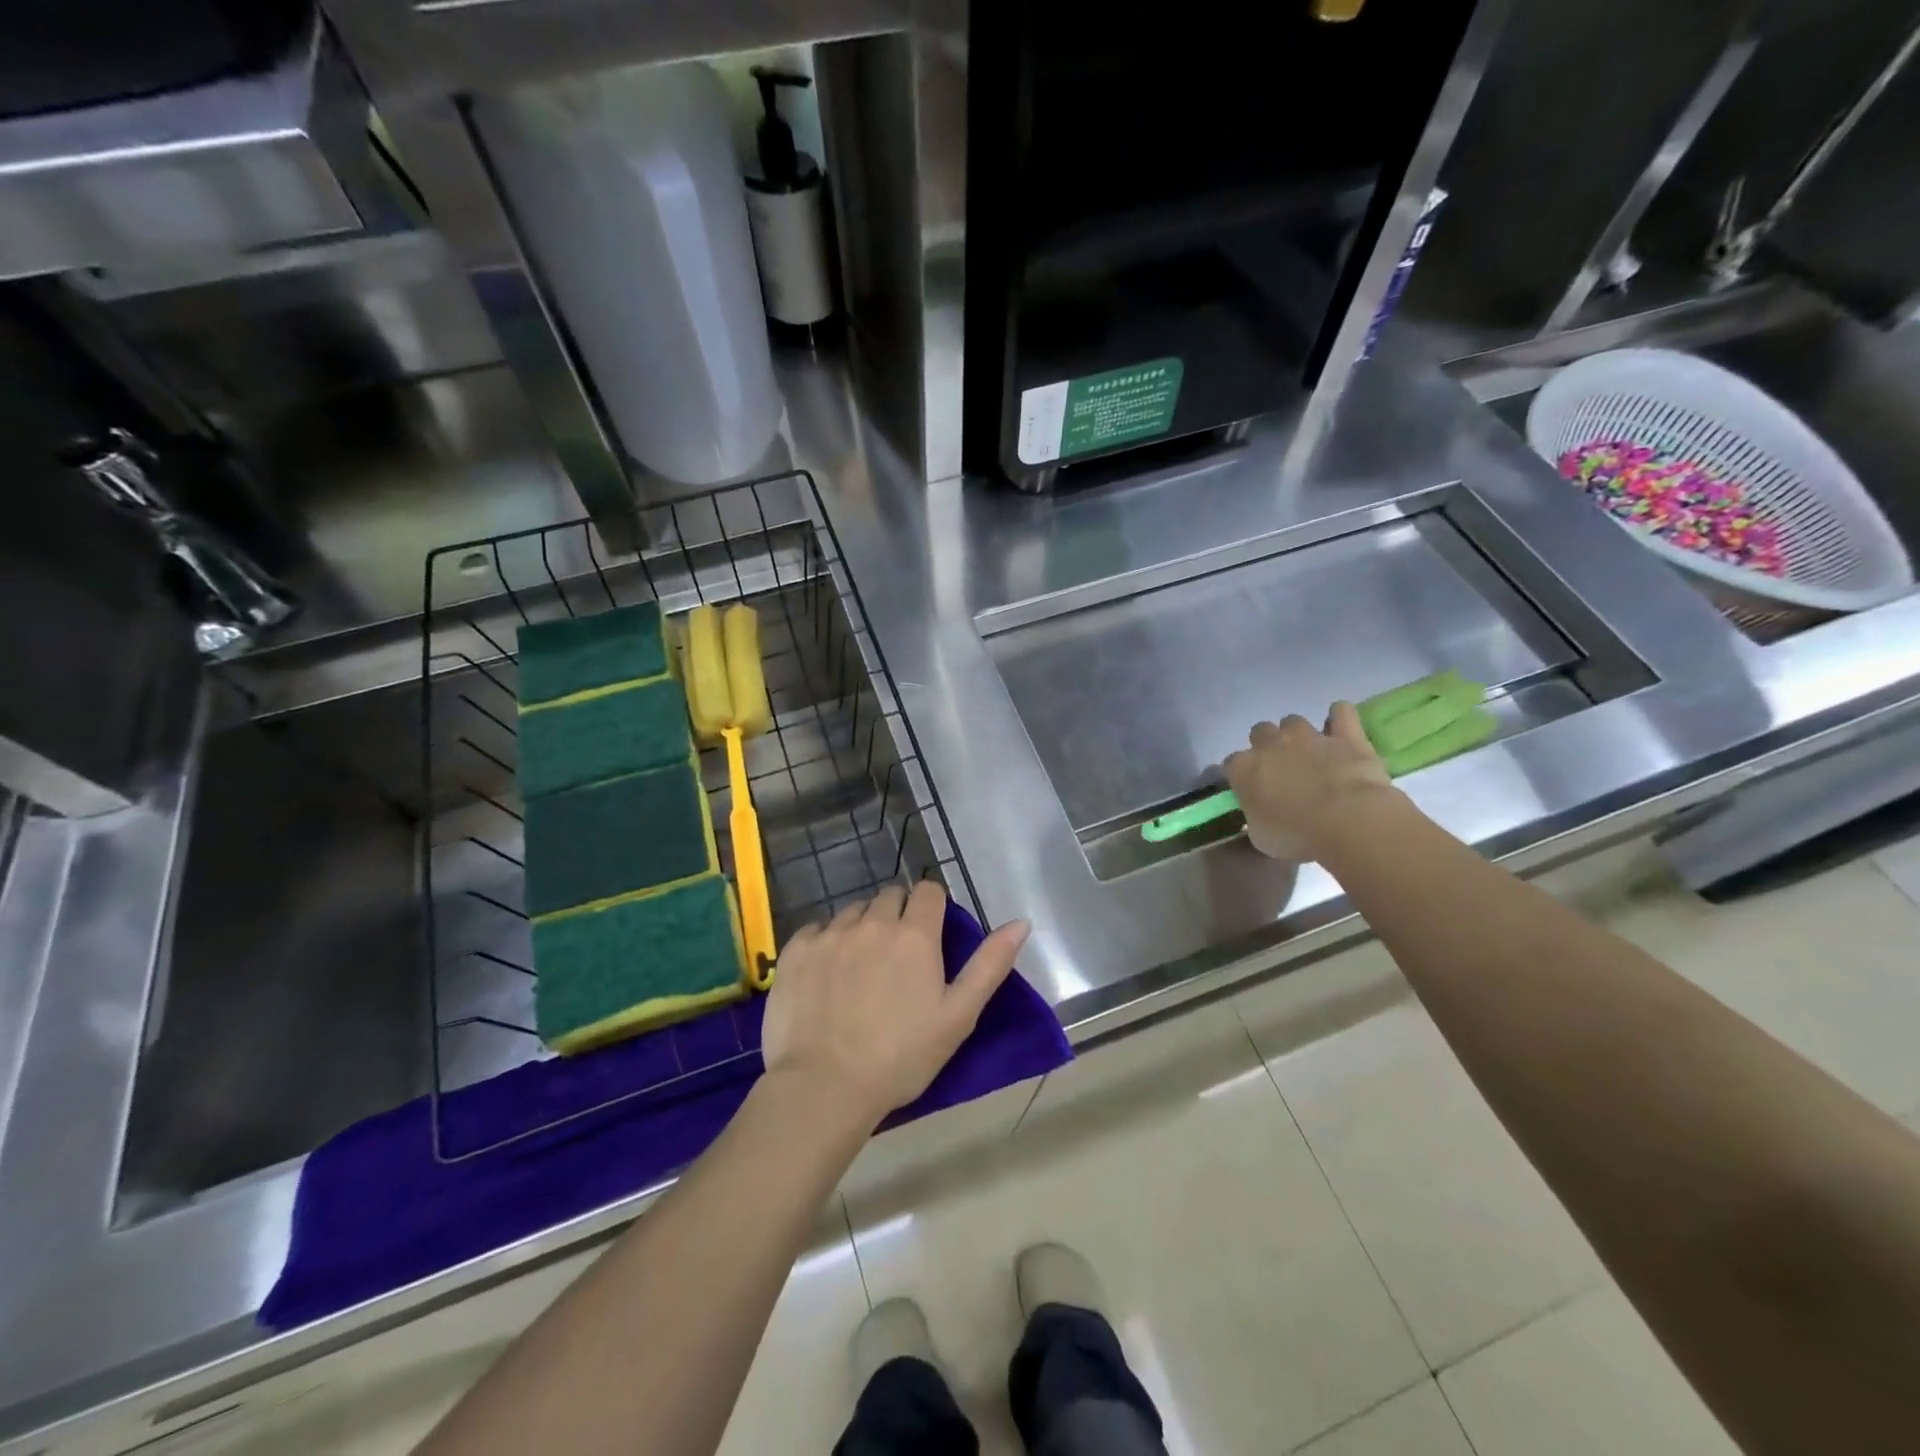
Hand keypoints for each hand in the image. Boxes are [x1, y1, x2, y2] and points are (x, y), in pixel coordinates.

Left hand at [761, 882, 1030, 1127]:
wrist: (824, 1087)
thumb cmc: (901, 1057)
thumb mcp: (958, 1016)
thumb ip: (990, 965)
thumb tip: (1021, 922)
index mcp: (915, 935)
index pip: (928, 891)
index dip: (932, 908)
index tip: (930, 936)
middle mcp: (872, 922)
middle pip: (890, 896)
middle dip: (898, 916)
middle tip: (897, 958)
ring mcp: (830, 933)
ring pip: (853, 911)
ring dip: (862, 927)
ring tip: (860, 969)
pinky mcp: (796, 949)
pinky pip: (817, 929)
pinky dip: (826, 942)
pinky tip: (826, 976)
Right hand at [1224, 702, 1399, 861]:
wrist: (1347, 820)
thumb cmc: (1297, 835)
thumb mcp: (1261, 837)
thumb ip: (1256, 817)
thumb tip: (1260, 815)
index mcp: (1243, 768)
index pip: (1231, 763)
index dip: (1240, 775)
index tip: (1250, 789)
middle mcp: (1271, 744)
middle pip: (1259, 731)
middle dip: (1267, 746)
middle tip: (1281, 769)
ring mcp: (1308, 735)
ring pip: (1293, 721)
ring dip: (1298, 734)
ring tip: (1310, 753)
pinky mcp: (1345, 734)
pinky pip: (1341, 713)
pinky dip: (1340, 717)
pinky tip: (1341, 728)